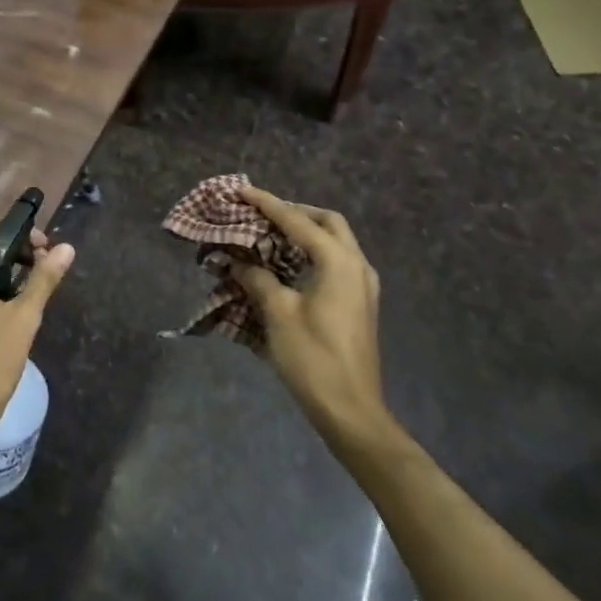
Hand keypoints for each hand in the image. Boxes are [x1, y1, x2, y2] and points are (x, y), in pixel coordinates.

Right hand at [231, 185, 385, 442]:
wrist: (351, 410)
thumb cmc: (313, 358)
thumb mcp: (278, 314)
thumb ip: (257, 279)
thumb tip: (237, 261)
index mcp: (338, 262)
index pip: (297, 221)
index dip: (267, 204)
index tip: (242, 191)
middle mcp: (356, 266)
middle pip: (328, 223)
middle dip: (295, 213)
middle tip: (264, 215)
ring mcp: (363, 286)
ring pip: (336, 242)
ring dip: (305, 233)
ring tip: (271, 236)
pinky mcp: (359, 304)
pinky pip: (337, 263)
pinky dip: (313, 254)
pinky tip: (289, 267)